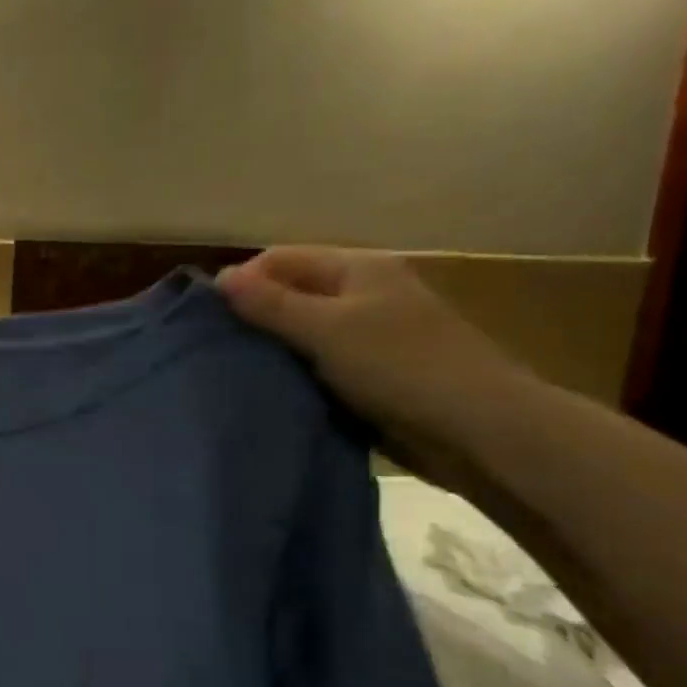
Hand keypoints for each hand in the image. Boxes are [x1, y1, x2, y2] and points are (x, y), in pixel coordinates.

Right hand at [217, 248, 531, 479]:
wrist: (478, 428)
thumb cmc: (400, 365)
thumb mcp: (327, 329)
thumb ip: (271, 304)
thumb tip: (220, 277)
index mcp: (356, 269)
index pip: (280, 259)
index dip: (242, 281)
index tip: (208, 319)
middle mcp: (361, 294)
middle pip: (291, 293)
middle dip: (254, 316)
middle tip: (217, 348)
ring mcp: (368, 334)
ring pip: (302, 332)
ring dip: (273, 348)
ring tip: (236, 371)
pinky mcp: (371, 373)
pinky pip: (318, 363)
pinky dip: (295, 373)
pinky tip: (271, 389)